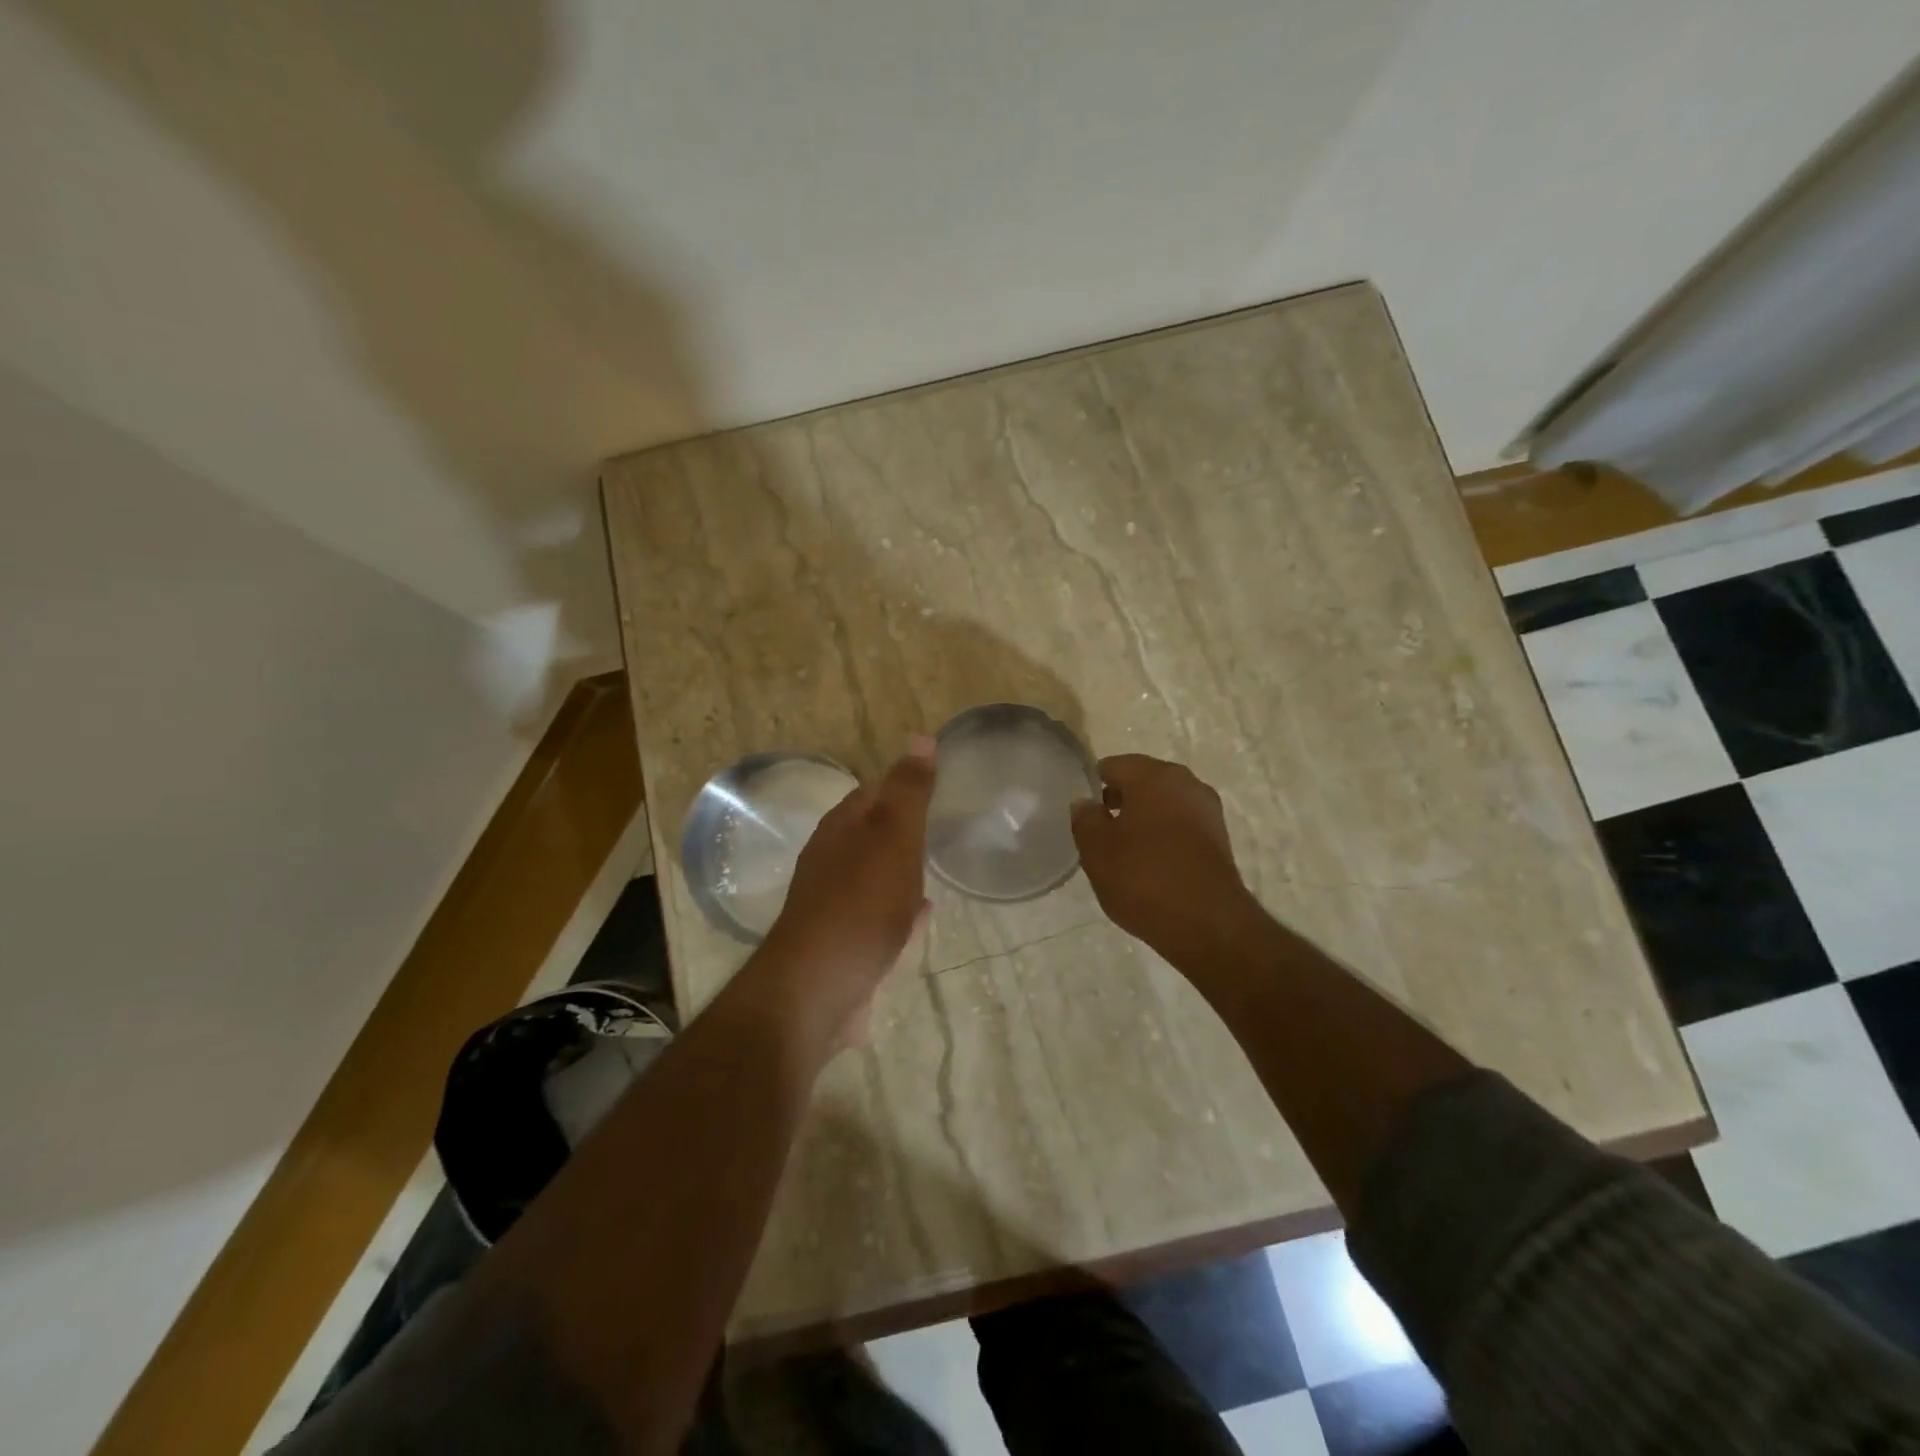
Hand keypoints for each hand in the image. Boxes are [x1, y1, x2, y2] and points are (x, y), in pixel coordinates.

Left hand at [752, 737, 935, 1049]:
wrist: (819, 989)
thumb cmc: (860, 904)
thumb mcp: (892, 837)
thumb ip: (907, 791)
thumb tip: (919, 737)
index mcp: (840, 829)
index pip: (872, 793)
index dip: (902, 786)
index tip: (937, 788)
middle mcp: (831, 861)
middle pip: (871, 834)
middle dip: (901, 829)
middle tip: (942, 828)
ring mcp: (835, 904)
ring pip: (874, 875)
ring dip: (900, 869)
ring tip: (935, 866)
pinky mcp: (843, 944)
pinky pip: (879, 916)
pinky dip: (899, 909)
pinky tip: (920, 917)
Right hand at [1071, 754, 1259, 963]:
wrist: (1207, 924)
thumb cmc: (1143, 877)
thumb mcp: (1096, 850)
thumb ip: (1085, 819)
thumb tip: (1086, 803)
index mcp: (1153, 775)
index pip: (1113, 766)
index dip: (1093, 787)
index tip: (1083, 814)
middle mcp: (1185, 782)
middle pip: (1142, 782)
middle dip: (1120, 802)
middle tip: (1100, 833)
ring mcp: (1208, 810)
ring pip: (1164, 804)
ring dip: (1144, 820)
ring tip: (1124, 853)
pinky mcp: (1220, 838)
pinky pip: (1182, 826)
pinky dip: (1165, 837)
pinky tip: (1151, 865)